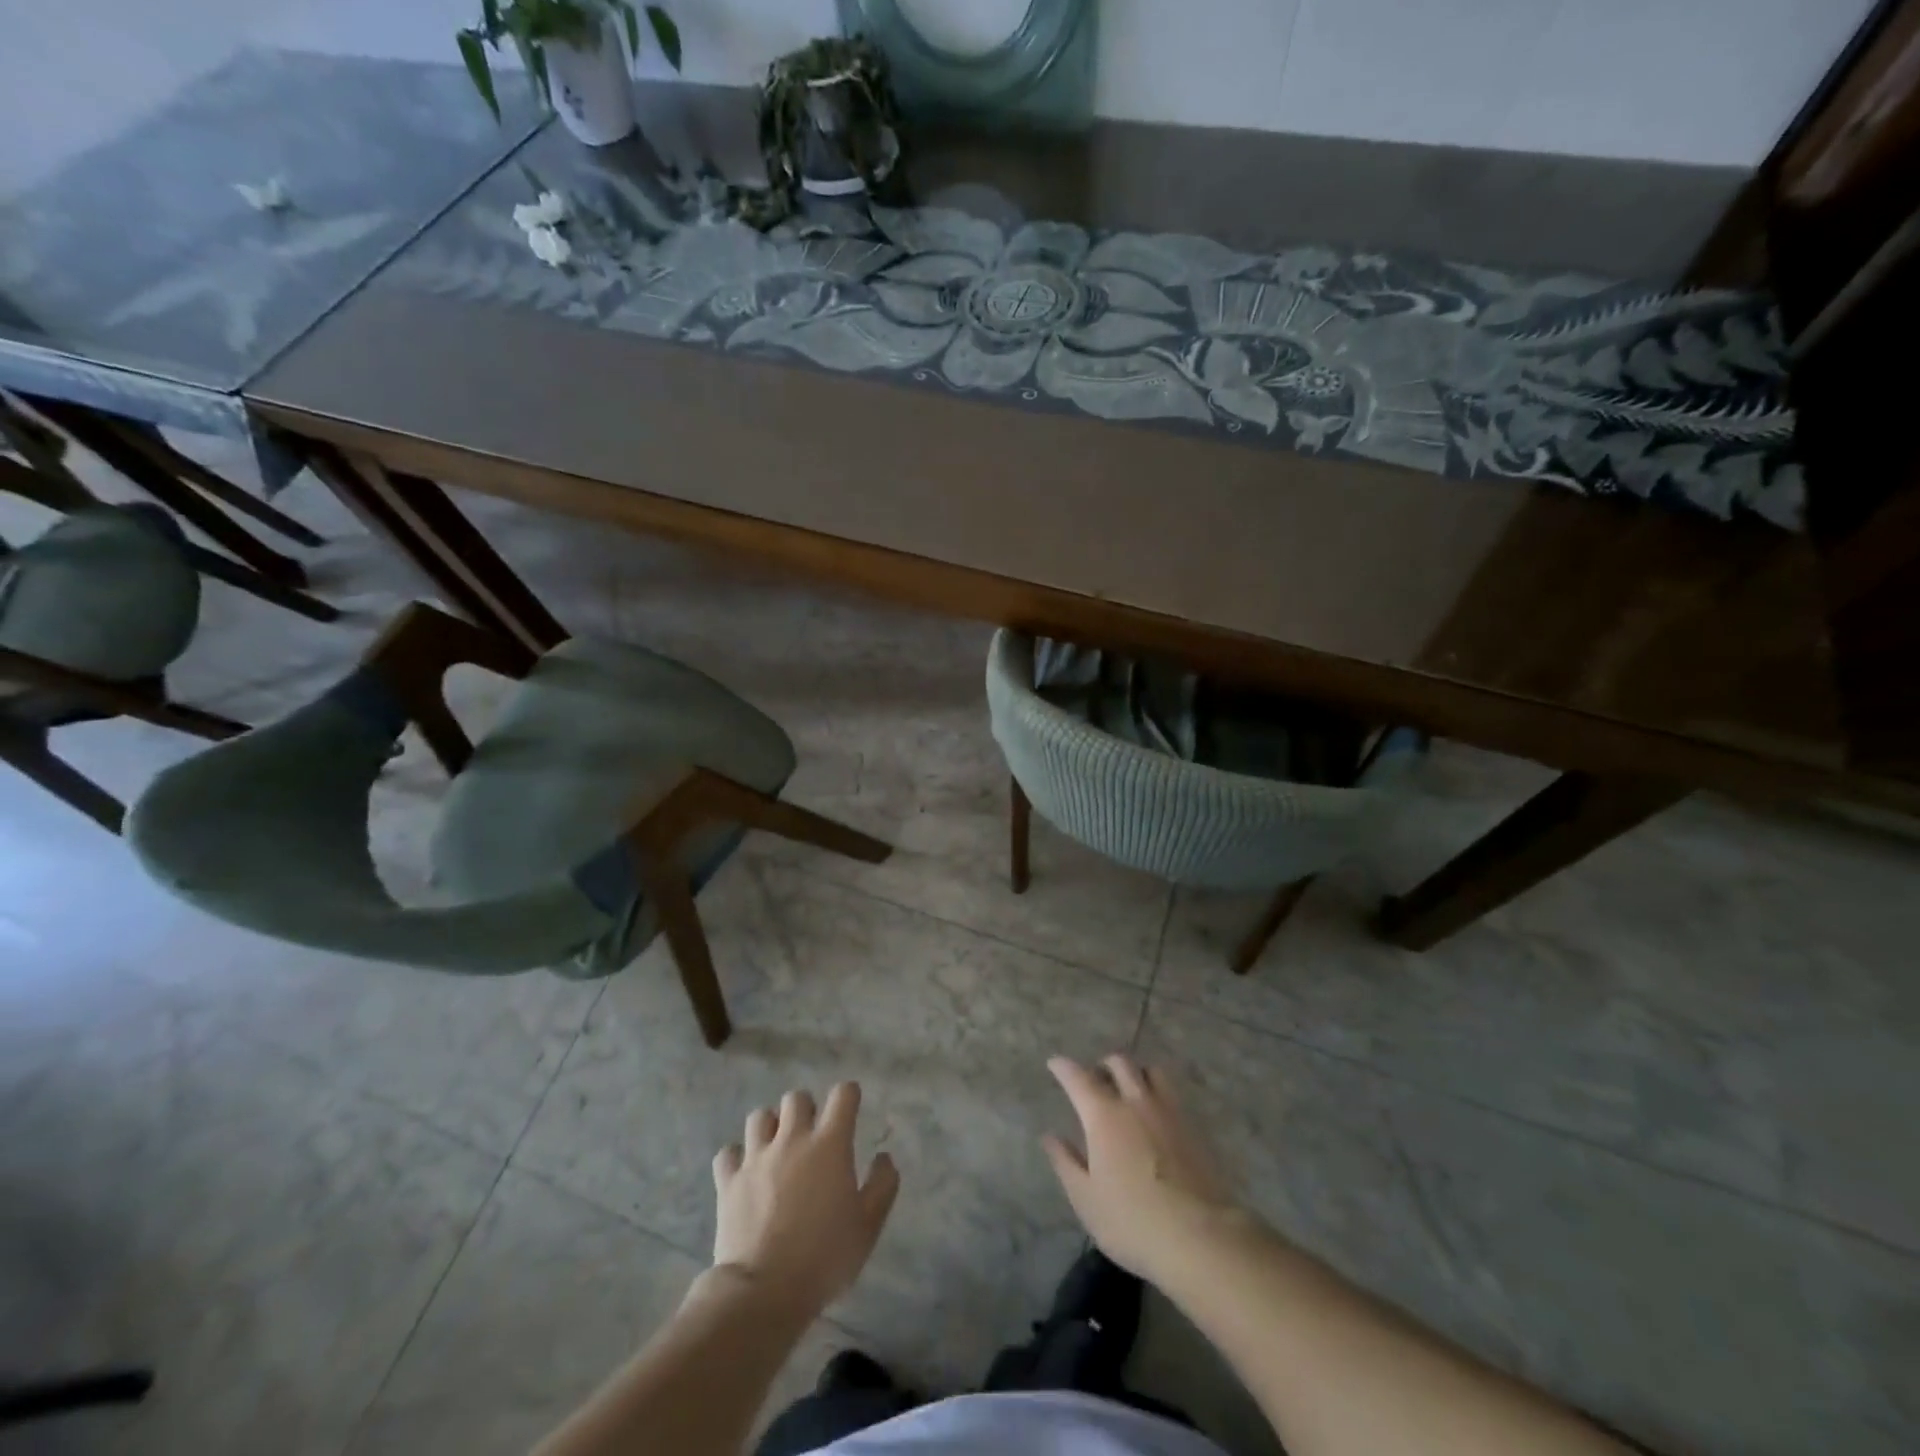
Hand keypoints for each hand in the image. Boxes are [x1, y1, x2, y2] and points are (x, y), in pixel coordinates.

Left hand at [711, 1082, 899, 1316]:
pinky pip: (728, 1153)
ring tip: (776, 1148)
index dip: (848, 1095)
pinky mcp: (729, 1181)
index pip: (842, 1094)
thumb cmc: (824, 1257)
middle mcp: (792, 1139)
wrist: (764, 1292)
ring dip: (771, 1127)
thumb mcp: (868, 1226)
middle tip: (811, 1134)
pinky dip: (736, 1158)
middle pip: (797, 1098)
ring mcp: (756, 1158)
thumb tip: (884, 1157)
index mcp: (829, 1144)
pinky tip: (744, 1173)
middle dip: (806, 1109)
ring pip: (760, 1116)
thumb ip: (882, 1185)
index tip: (850, 1108)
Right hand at [1042, 1054, 1239, 1282]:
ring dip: (1136, 1073)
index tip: (1055, 1063)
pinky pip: (1172, 1095)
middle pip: (1119, 1064)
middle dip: (1103, 1065)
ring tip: (1130, 1091)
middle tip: (1096, 1081)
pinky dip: (1159, 1094)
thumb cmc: (1132, 1221)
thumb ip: (1066, 1162)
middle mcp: (1136, 1102)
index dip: (1063, 1067)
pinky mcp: (1193, 1128)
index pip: (1078, 1078)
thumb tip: (1050, 1136)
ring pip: (1151, 1072)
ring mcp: (1168, 1112)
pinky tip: (1157, 1116)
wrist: (1199, 1238)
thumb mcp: (1086, 1199)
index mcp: (1104, 1115)